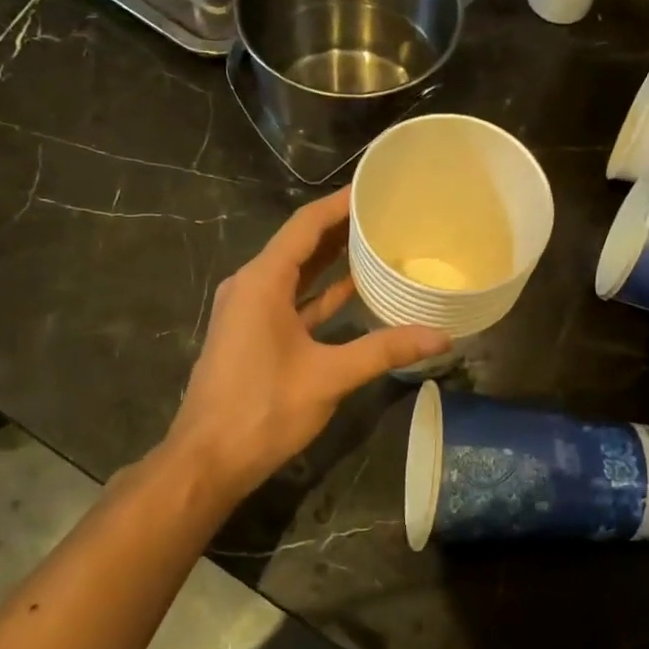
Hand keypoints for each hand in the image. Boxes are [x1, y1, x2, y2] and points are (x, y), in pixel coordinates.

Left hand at [162, 187, 448, 503]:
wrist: (207, 461)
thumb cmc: (262, 410)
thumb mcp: (328, 377)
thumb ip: (384, 350)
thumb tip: (441, 336)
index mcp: (262, 281)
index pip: (306, 225)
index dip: (340, 203)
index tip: (375, 187)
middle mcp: (252, 285)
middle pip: (301, 243)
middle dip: (342, 227)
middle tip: (387, 212)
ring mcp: (250, 310)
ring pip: (297, 272)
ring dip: (332, 258)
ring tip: (377, 241)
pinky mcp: (254, 333)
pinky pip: (292, 299)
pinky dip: (321, 292)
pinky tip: (354, 289)